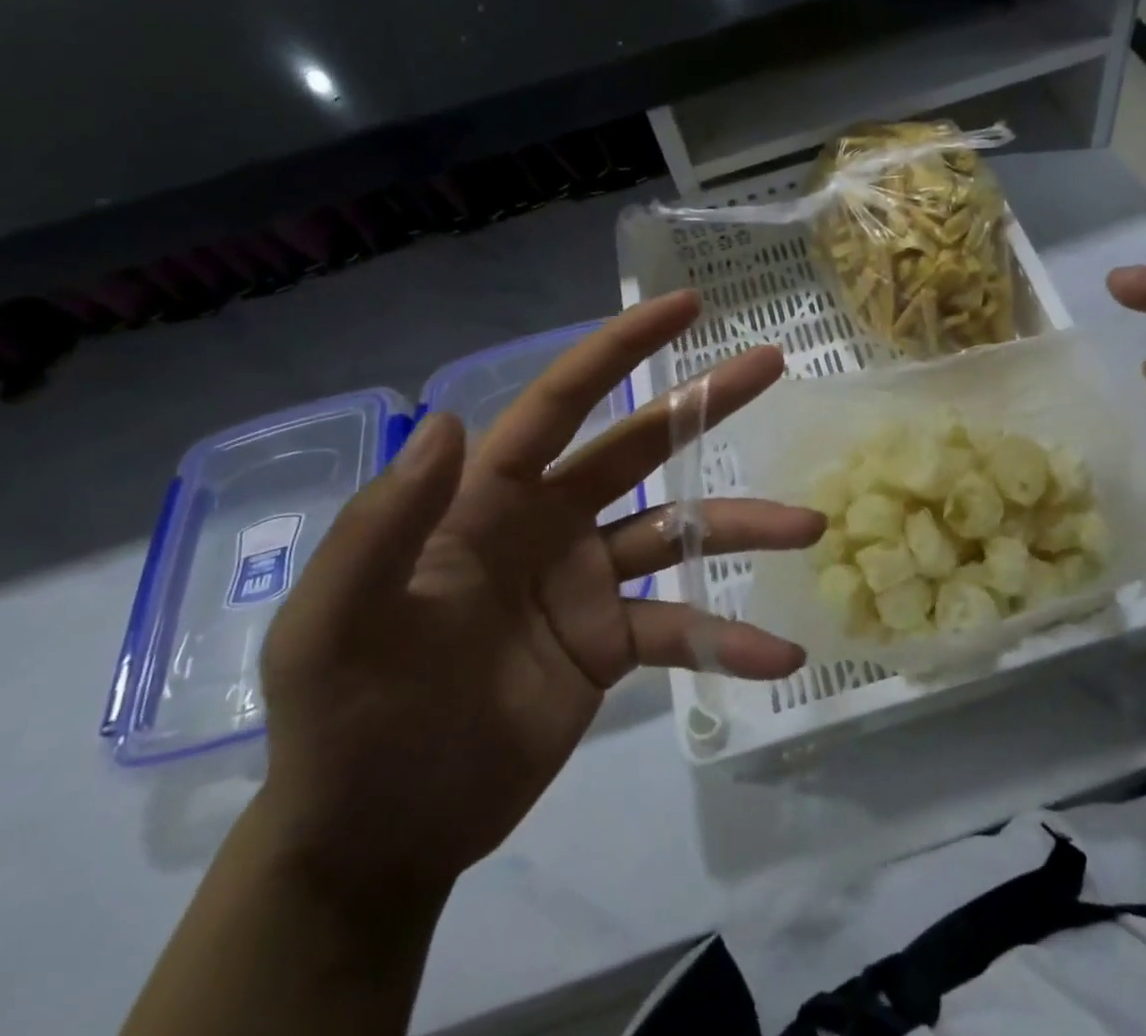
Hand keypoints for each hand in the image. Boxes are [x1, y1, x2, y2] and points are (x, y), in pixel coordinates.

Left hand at [252, 292, 819, 900]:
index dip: (620, 349)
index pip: (561, 403)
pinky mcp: (610, 644)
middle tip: (772, 364)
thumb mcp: (336, 624)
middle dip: (705, 403)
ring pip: (679, 533)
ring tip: (809, 527)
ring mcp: (586, 583)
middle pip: (641, 446)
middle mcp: (549, 523)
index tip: (685, 306)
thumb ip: (385, 525)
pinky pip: (681, 629)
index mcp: (490, 498)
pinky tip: (781, 655)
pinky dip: (729, 641)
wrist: (374, 840)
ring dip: (744, 528)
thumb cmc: (342, 721)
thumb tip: (448, 421)